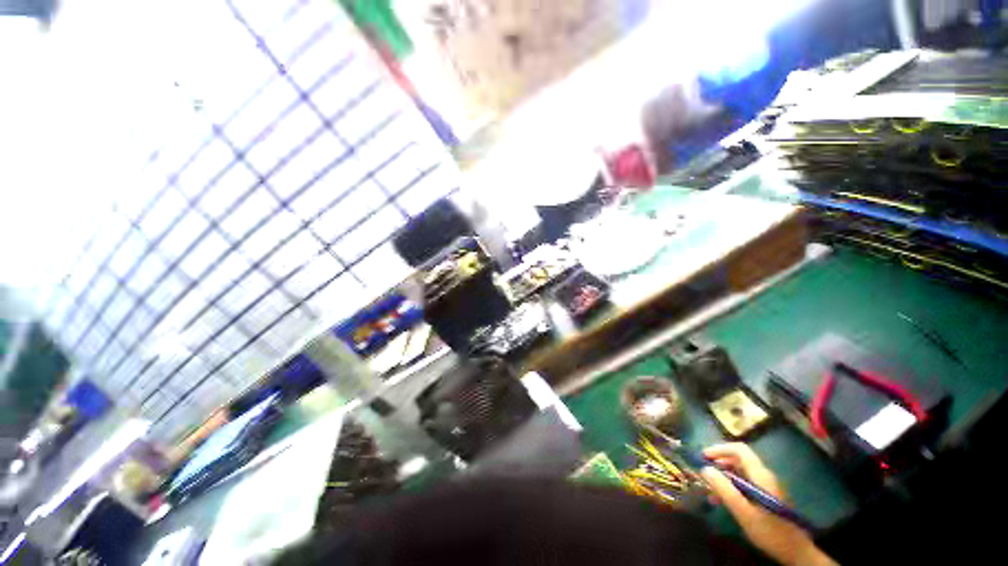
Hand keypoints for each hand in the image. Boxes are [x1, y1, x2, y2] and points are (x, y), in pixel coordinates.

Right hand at [701, 443, 835, 565]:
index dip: (720, 449)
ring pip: (740, 472)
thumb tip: (705, 468)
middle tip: (704, 473)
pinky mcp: (766, 496)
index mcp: (761, 476)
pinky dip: (731, 487)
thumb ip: (725, 489)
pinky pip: (745, 483)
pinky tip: (723, 500)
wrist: (796, 552)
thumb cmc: (770, 531)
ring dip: (724, 477)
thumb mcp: (744, 512)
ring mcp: (766, 486)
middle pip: (739, 459)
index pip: (740, 450)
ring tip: (710, 490)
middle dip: (719, 463)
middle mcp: (764, 476)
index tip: (704, 457)